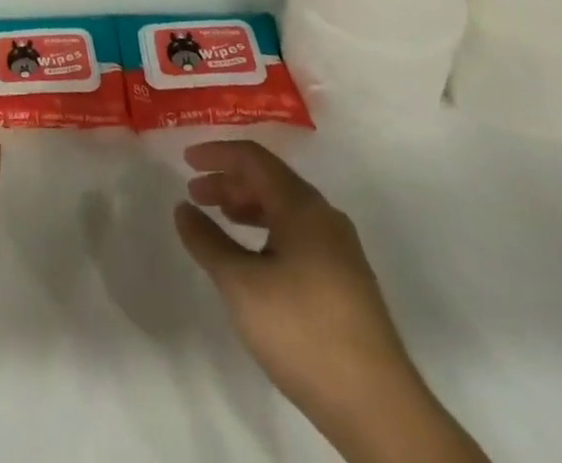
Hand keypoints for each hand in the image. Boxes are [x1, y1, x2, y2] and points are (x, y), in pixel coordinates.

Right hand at [174, 141, 433, 442]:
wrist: (378, 408)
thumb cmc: (302, 331)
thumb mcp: (241, 284)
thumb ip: (207, 241)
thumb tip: (183, 208)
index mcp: (302, 205)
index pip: (253, 158)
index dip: (217, 153)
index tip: (186, 160)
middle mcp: (324, 217)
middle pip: (270, 180)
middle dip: (229, 181)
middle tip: (195, 193)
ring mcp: (340, 250)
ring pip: (285, 209)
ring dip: (248, 207)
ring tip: (219, 220)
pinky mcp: (347, 281)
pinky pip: (298, 234)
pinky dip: (267, 231)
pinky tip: (254, 259)